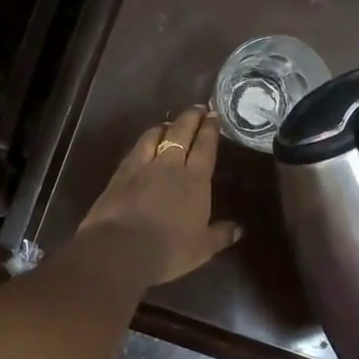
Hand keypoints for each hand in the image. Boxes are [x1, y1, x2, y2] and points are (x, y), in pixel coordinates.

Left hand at [77, 106, 241, 286]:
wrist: (119, 249)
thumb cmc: (168, 250)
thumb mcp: (202, 248)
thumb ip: (221, 234)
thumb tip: (239, 229)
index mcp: (195, 180)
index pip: (205, 146)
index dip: (210, 129)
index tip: (214, 115)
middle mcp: (169, 165)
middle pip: (181, 132)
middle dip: (191, 117)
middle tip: (198, 108)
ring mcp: (142, 166)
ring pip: (155, 135)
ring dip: (165, 126)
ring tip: (170, 123)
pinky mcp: (120, 173)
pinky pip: (135, 149)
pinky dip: (144, 141)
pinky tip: (144, 143)